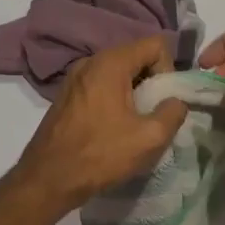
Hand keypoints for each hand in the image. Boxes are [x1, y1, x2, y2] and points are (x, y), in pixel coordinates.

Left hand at [12, 36, 188, 213]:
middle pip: (136, 56)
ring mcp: (74, 78)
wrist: (48, 179)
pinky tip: (112, 129)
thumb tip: (176, 102)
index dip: (168, 70)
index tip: (161, 101)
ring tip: (133, 125)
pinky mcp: (67, 95)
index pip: (156, 44)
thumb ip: (173, 112)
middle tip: (151, 115)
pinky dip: (114, 100)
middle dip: (151, 82)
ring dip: (133, 93)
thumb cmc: (100, 155)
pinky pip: (101, 85)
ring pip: (118, 73)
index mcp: (110, 63)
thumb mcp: (150, 137)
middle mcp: (90, 61)